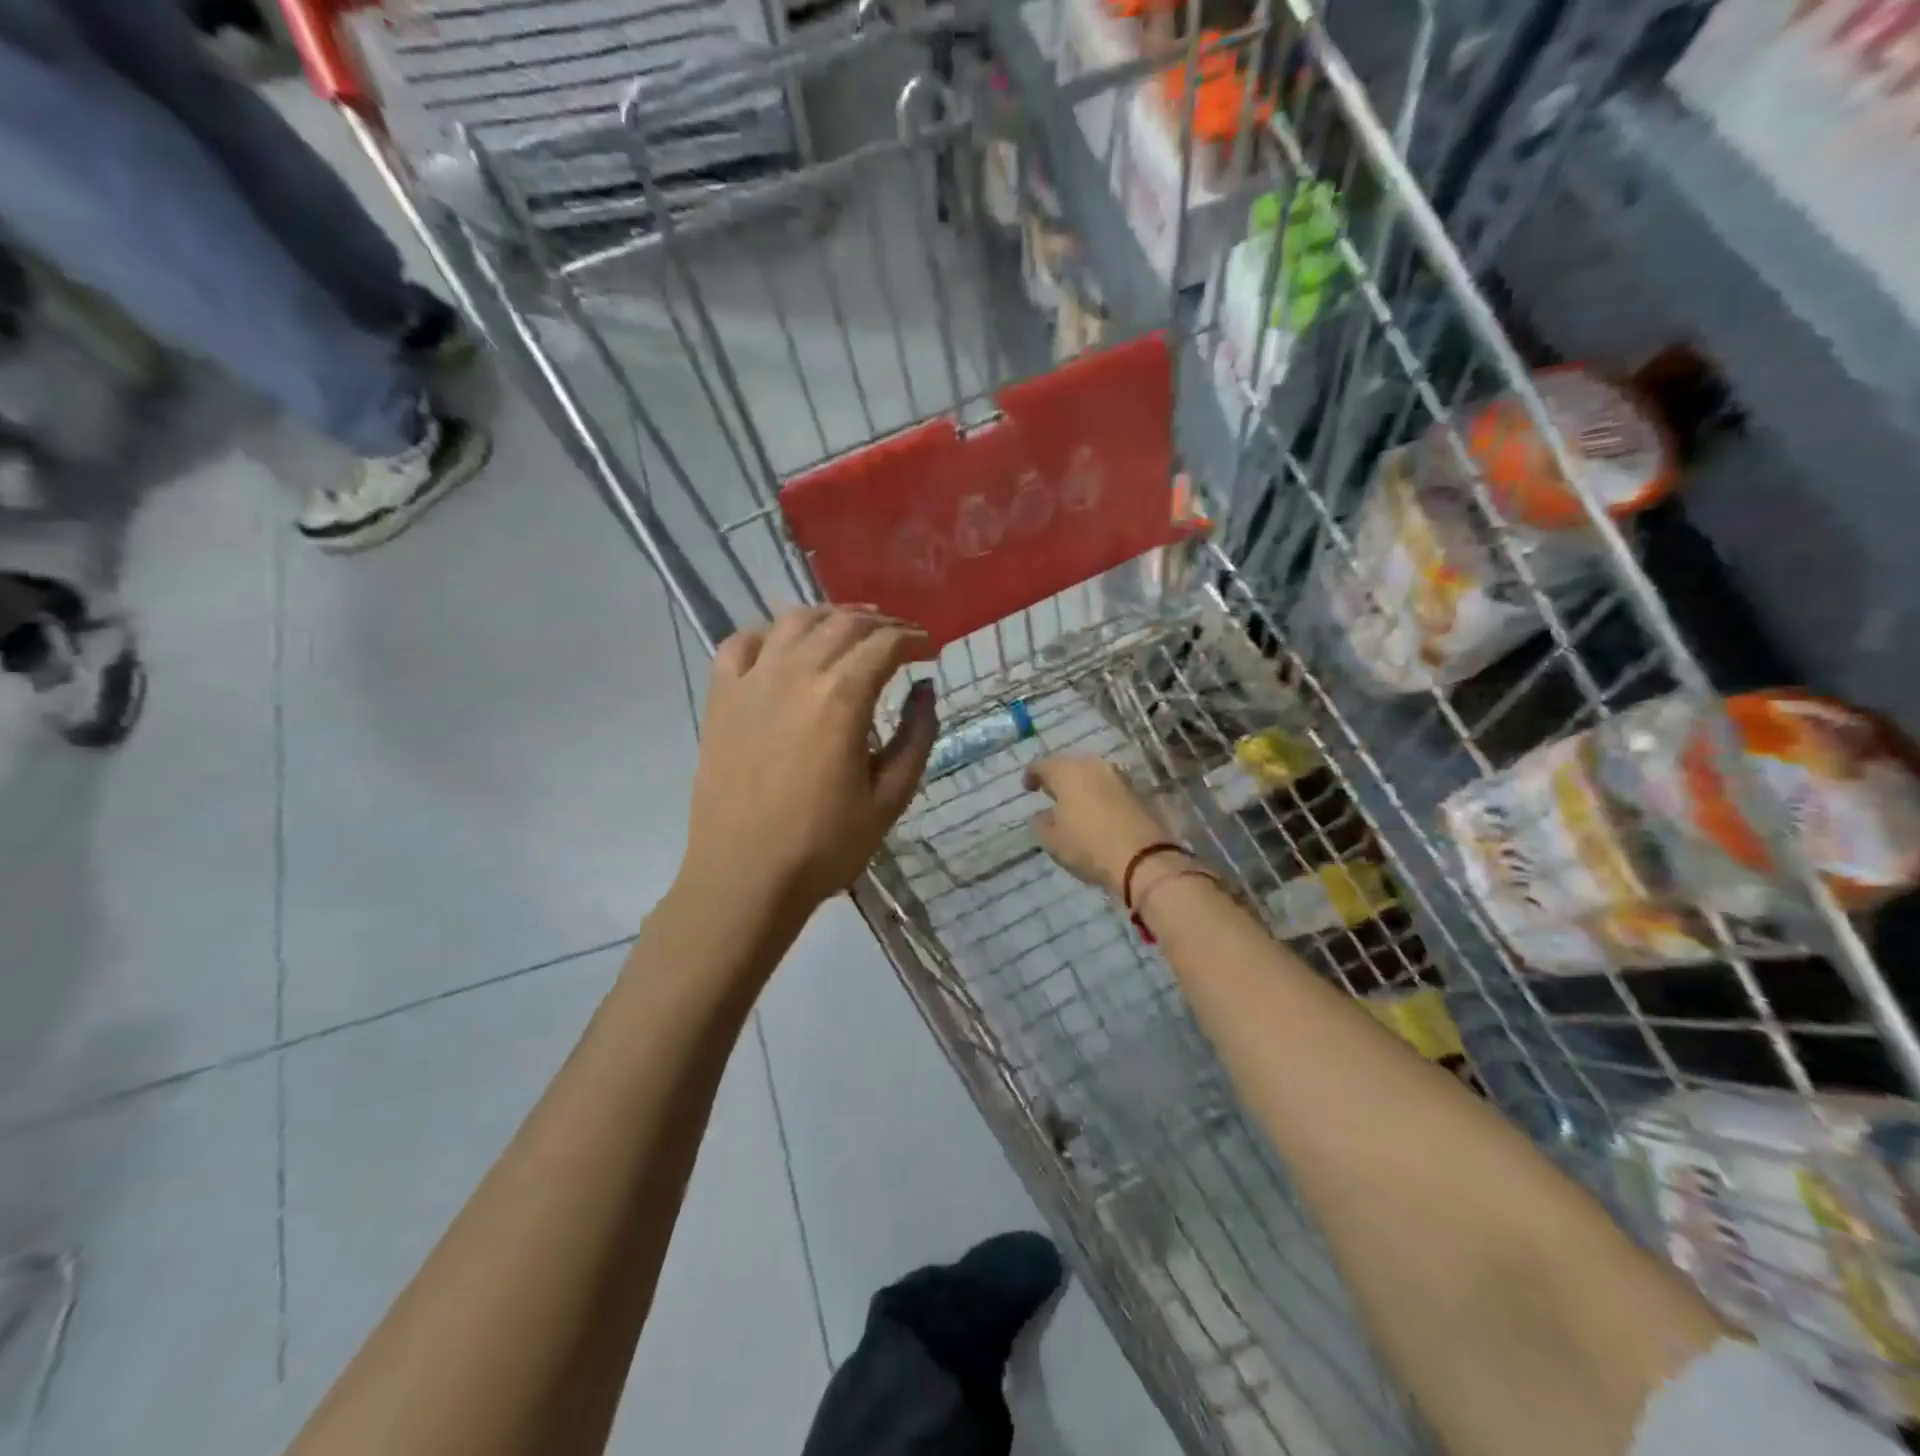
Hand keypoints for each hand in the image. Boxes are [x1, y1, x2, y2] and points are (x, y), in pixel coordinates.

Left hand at [684, 606, 937, 914]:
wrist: (745, 876)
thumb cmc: (825, 845)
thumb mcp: (890, 797)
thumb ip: (917, 736)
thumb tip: (926, 689)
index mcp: (841, 698)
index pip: (884, 644)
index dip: (914, 639)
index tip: (930, 649)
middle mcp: (795, 674)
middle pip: (843, 624)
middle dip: (880, 624)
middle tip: (900, 639)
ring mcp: (752, 681)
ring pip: (794, 621)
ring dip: (830, 617)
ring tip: (850, 631)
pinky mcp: (721, 698)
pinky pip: (741, 643)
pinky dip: (770, 633)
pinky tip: (785, 647)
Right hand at [1025, 756, 1172, 896]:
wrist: (1144, 859)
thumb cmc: (1089, 846)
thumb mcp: (1053, 841)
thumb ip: (1042, 823)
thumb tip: (1044, 814)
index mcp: (1067, 772)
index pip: (1042, 765)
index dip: (1031, 775)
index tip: (1028, 788)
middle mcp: (1093, 766)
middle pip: (1070, 765)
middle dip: (1058, 777)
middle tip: (1051, 793)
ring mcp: (1119, 776)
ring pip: (1092, 774)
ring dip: (1081, 785)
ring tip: (1075, 803)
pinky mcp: (1138, 791)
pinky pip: (1110, 787)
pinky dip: (1100, 794)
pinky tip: (1097, 811)